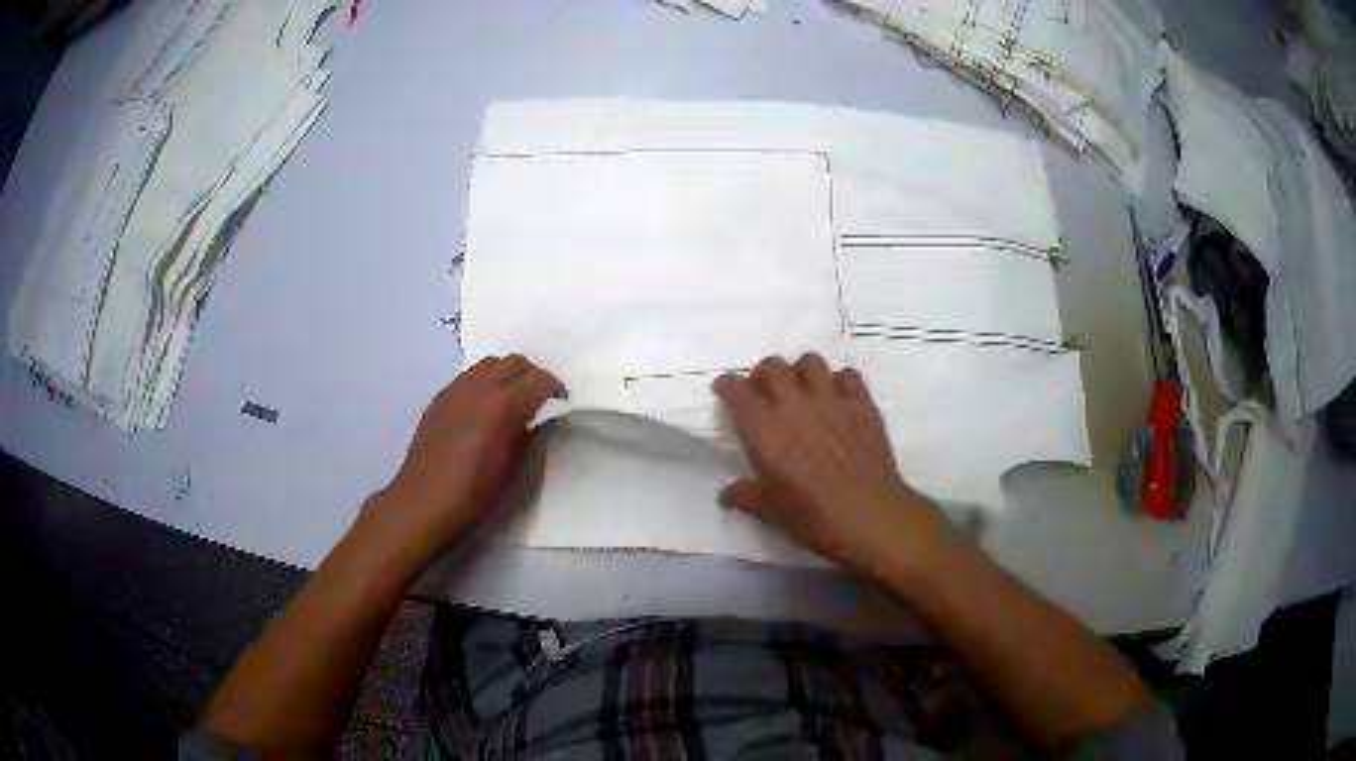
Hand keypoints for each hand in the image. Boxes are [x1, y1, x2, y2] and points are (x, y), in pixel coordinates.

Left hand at [368, 355, 563, 559]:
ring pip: (490, 364)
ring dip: (508, 374)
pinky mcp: (439, 398)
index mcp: (500, 406)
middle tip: (542, 398)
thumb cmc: (471, 494)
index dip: (555, 389)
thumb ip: (528, 435)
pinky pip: (470, 377)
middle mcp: (477, 388)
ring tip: (515, 400)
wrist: (422, 503)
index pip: (538, 380)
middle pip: (514, 362)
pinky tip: (485, 408)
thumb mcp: (510, 470)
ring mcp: (455, 390)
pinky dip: (486, 382)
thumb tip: (540, 419)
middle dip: (533, 375)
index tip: (563, 403)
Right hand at [713, 353, 954, 580]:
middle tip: (764, 393)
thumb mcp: (774, 514)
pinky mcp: (862, 404)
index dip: (727, 386)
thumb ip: (747, 497)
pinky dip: (838, 381)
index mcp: (766, 433)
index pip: (737, 392)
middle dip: (762, 375)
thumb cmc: (816, 520)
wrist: (872, 517)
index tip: (725, 391)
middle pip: (772, 366)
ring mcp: (832, 401)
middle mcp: (795, 407)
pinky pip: (847, 374)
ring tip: (802, 391)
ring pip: (810, 362)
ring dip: (800, 372)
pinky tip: (837, 400)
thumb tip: (726, 493)